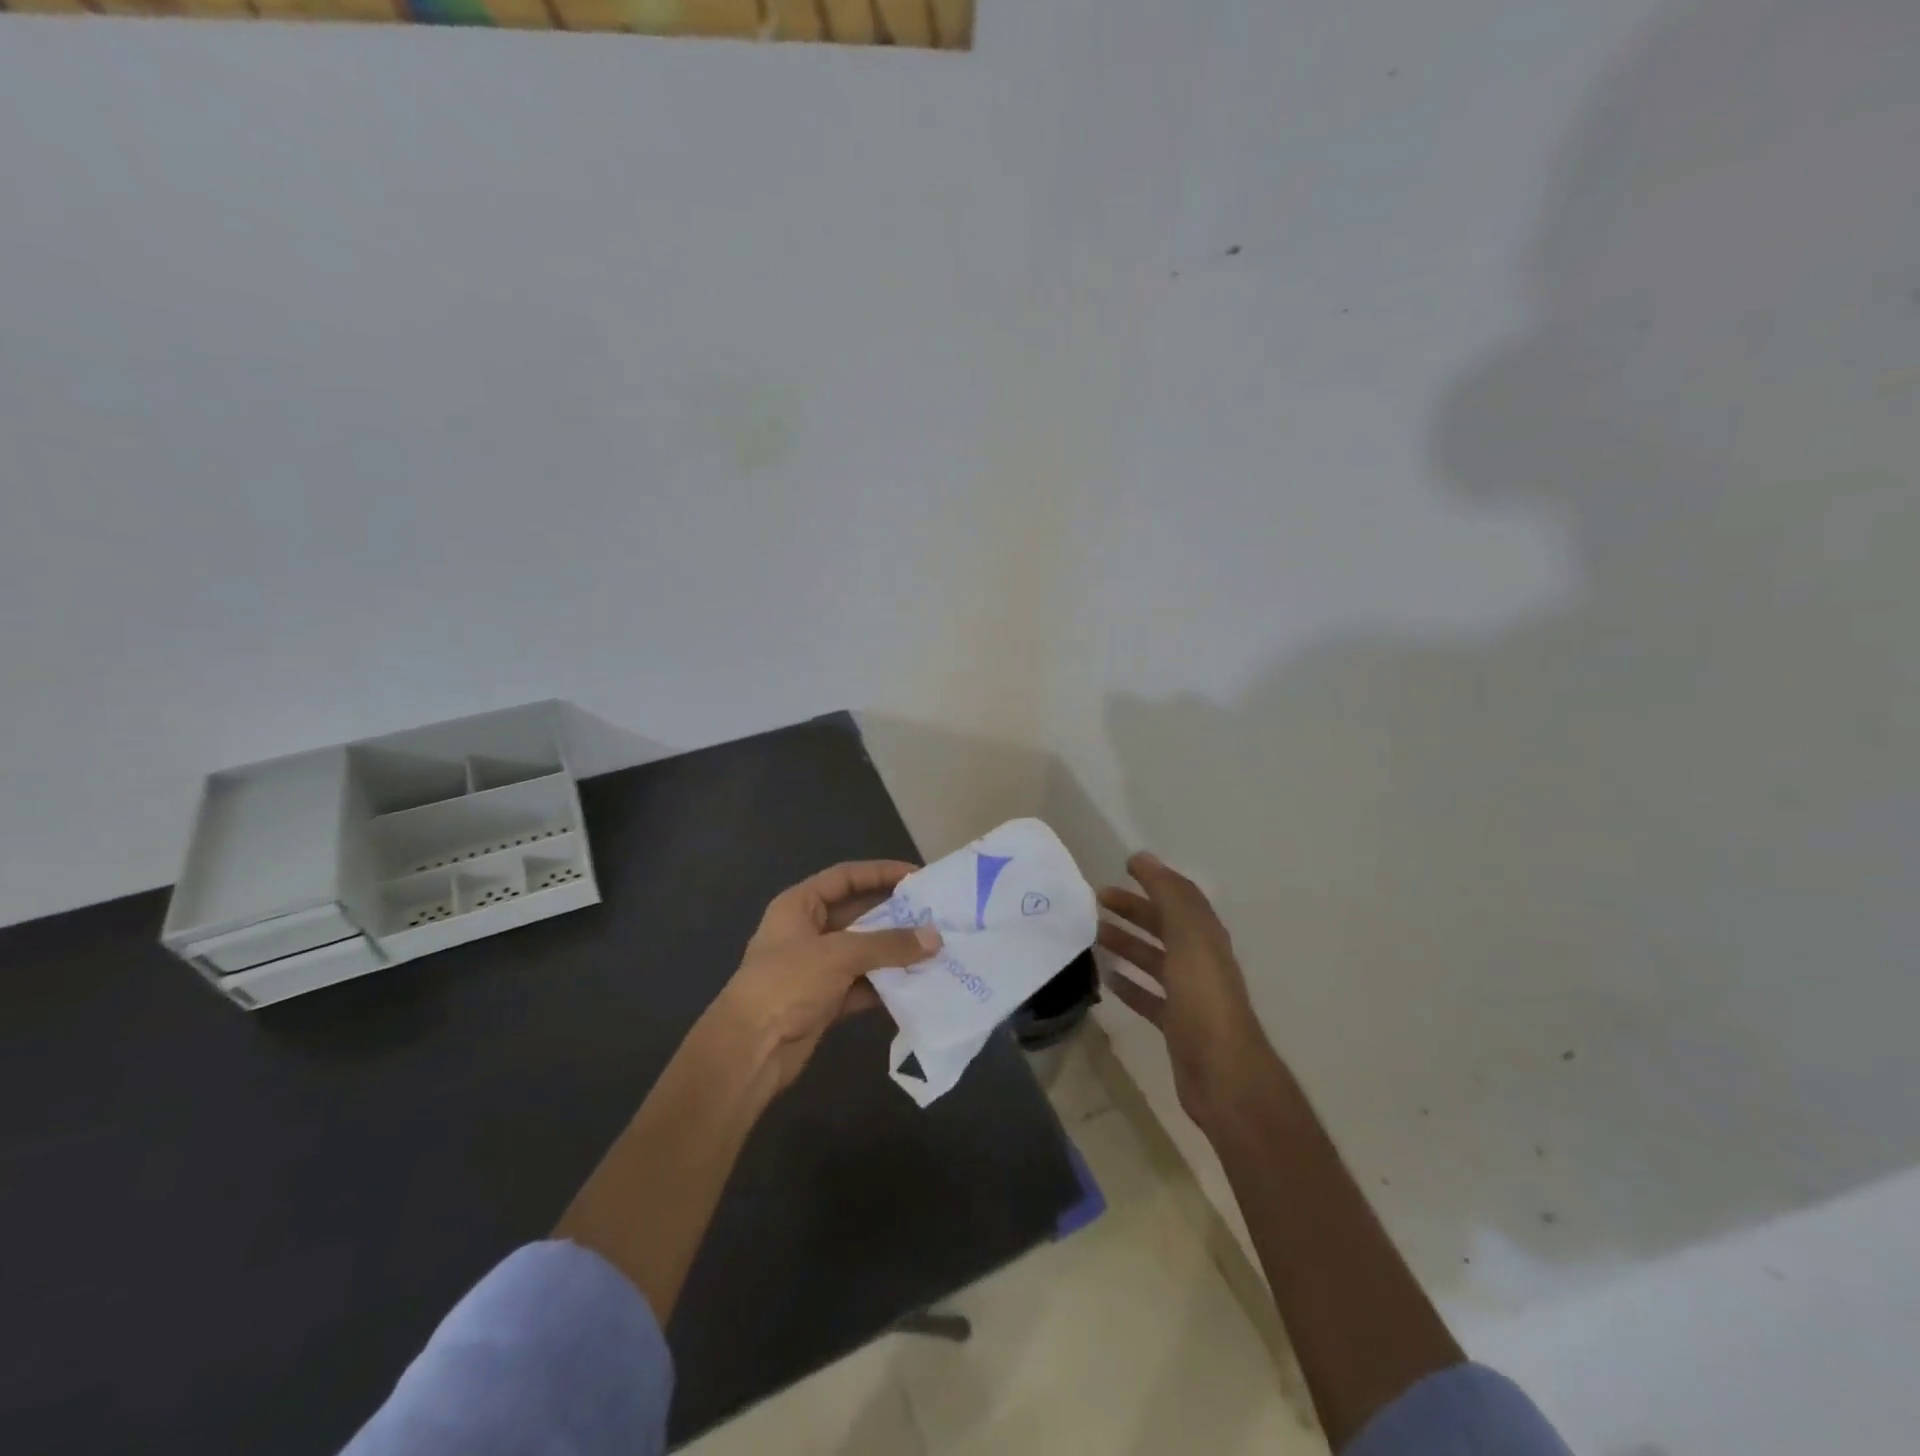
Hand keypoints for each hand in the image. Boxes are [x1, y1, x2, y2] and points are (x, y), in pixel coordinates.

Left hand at [715, 860, 940, 1095]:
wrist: (749, 1051)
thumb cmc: (787, 984)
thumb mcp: (839, 955)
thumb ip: (889, 944)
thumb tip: (935, 938)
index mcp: (800, 906)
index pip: (846, 877)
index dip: (880, 872)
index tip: (918, 876)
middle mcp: (808, 931)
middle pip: (858, 914)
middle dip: (895, 916)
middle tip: (935, 915)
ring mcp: (816, 968)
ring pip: (864, 952)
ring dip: (894, 953)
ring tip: (935, 949)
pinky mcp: (825, 1000)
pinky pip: (863, 984)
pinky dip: (886, 985)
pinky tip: (917, 985)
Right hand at [1097, 852, 1278, 1130]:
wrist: (1224, 1075)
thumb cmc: (1204, 1000)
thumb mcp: (1189, 939)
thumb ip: (1169, 897)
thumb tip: (1145, 858)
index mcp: (1206, 937)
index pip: (1180, 897)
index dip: (1156, 878)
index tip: (1124, 865)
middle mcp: (1200, 961)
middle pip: (1164, 926)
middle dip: (1134, 909)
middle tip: (1097, 898)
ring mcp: (1189, 995)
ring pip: (1154, 959)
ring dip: (1127, 943)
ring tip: (1094, 933)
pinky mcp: (1177, 1025)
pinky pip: (1149, 996)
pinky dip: (1130, 984)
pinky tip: (1108, 977)